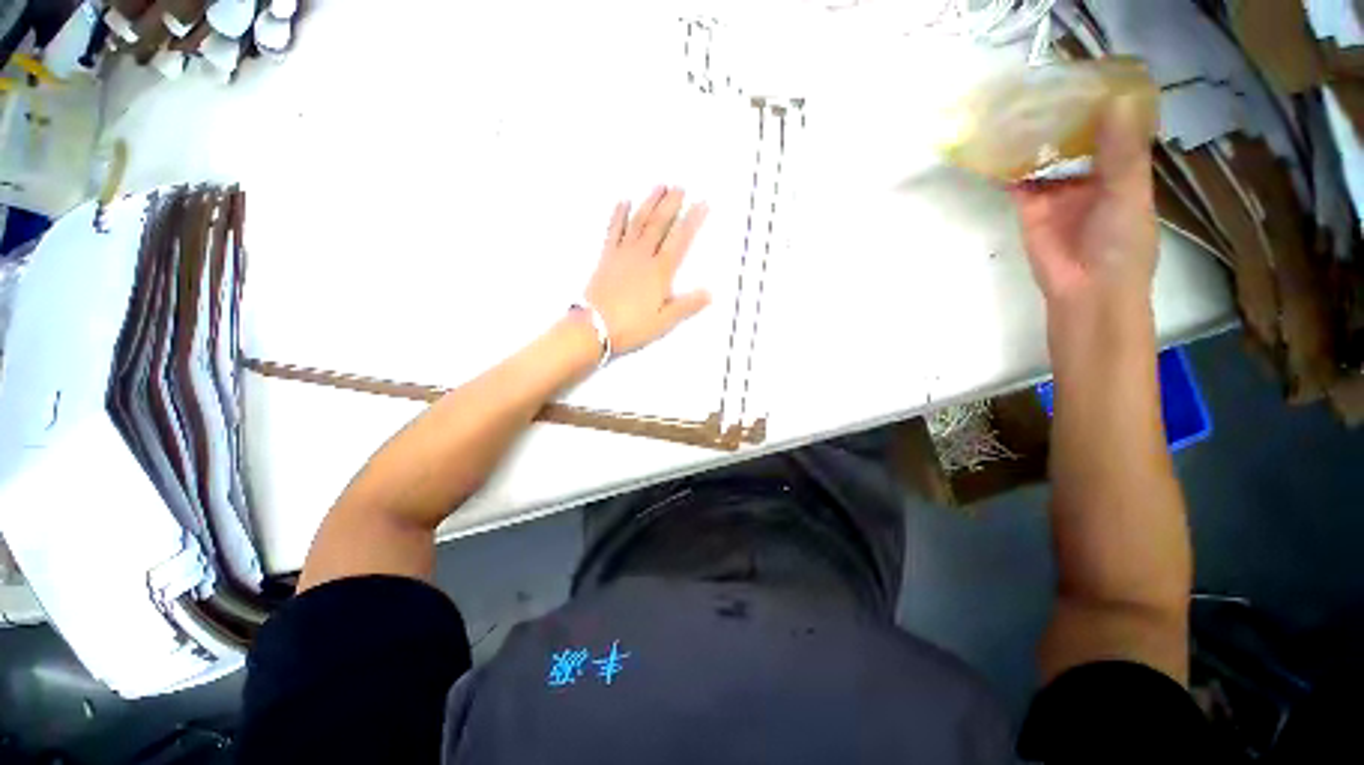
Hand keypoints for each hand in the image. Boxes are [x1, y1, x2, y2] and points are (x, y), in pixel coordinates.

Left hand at [584, 186, 710, 354]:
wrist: (594, 327)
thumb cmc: (631, 326)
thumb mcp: (664, 321)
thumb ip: (686, 306)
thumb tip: (709, 294)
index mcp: (659, 272)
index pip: (680, 240)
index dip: (692, 221)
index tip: (702, 204)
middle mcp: (642, 257)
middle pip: (659, 224)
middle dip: (671, 204)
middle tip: (680, 187)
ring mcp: (622, 255)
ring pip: (639, 222)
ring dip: (649, 202)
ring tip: (659, 186)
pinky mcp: (607, 258)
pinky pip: (614, 230)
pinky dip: (619, 215)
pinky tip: (623, 202)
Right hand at [1012, 96, 1158, 315]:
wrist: (1086, 287)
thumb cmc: (1122, 241)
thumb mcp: (1129, 191)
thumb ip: (1120, 151)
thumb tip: (1115, 99)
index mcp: (1122, 168)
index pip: (1112, 127)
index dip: (1102, 101)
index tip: (1086, 73)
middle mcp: (1089, 174)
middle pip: (1075, 138)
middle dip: (1062, 115)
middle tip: (1045, 83)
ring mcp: (1057, 191)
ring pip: (1045, 157)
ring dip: (1035, 137)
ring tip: (1020, 105)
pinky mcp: (1029, 207)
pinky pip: (1019, 181)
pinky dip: (1009, 165)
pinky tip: (1000, 143)